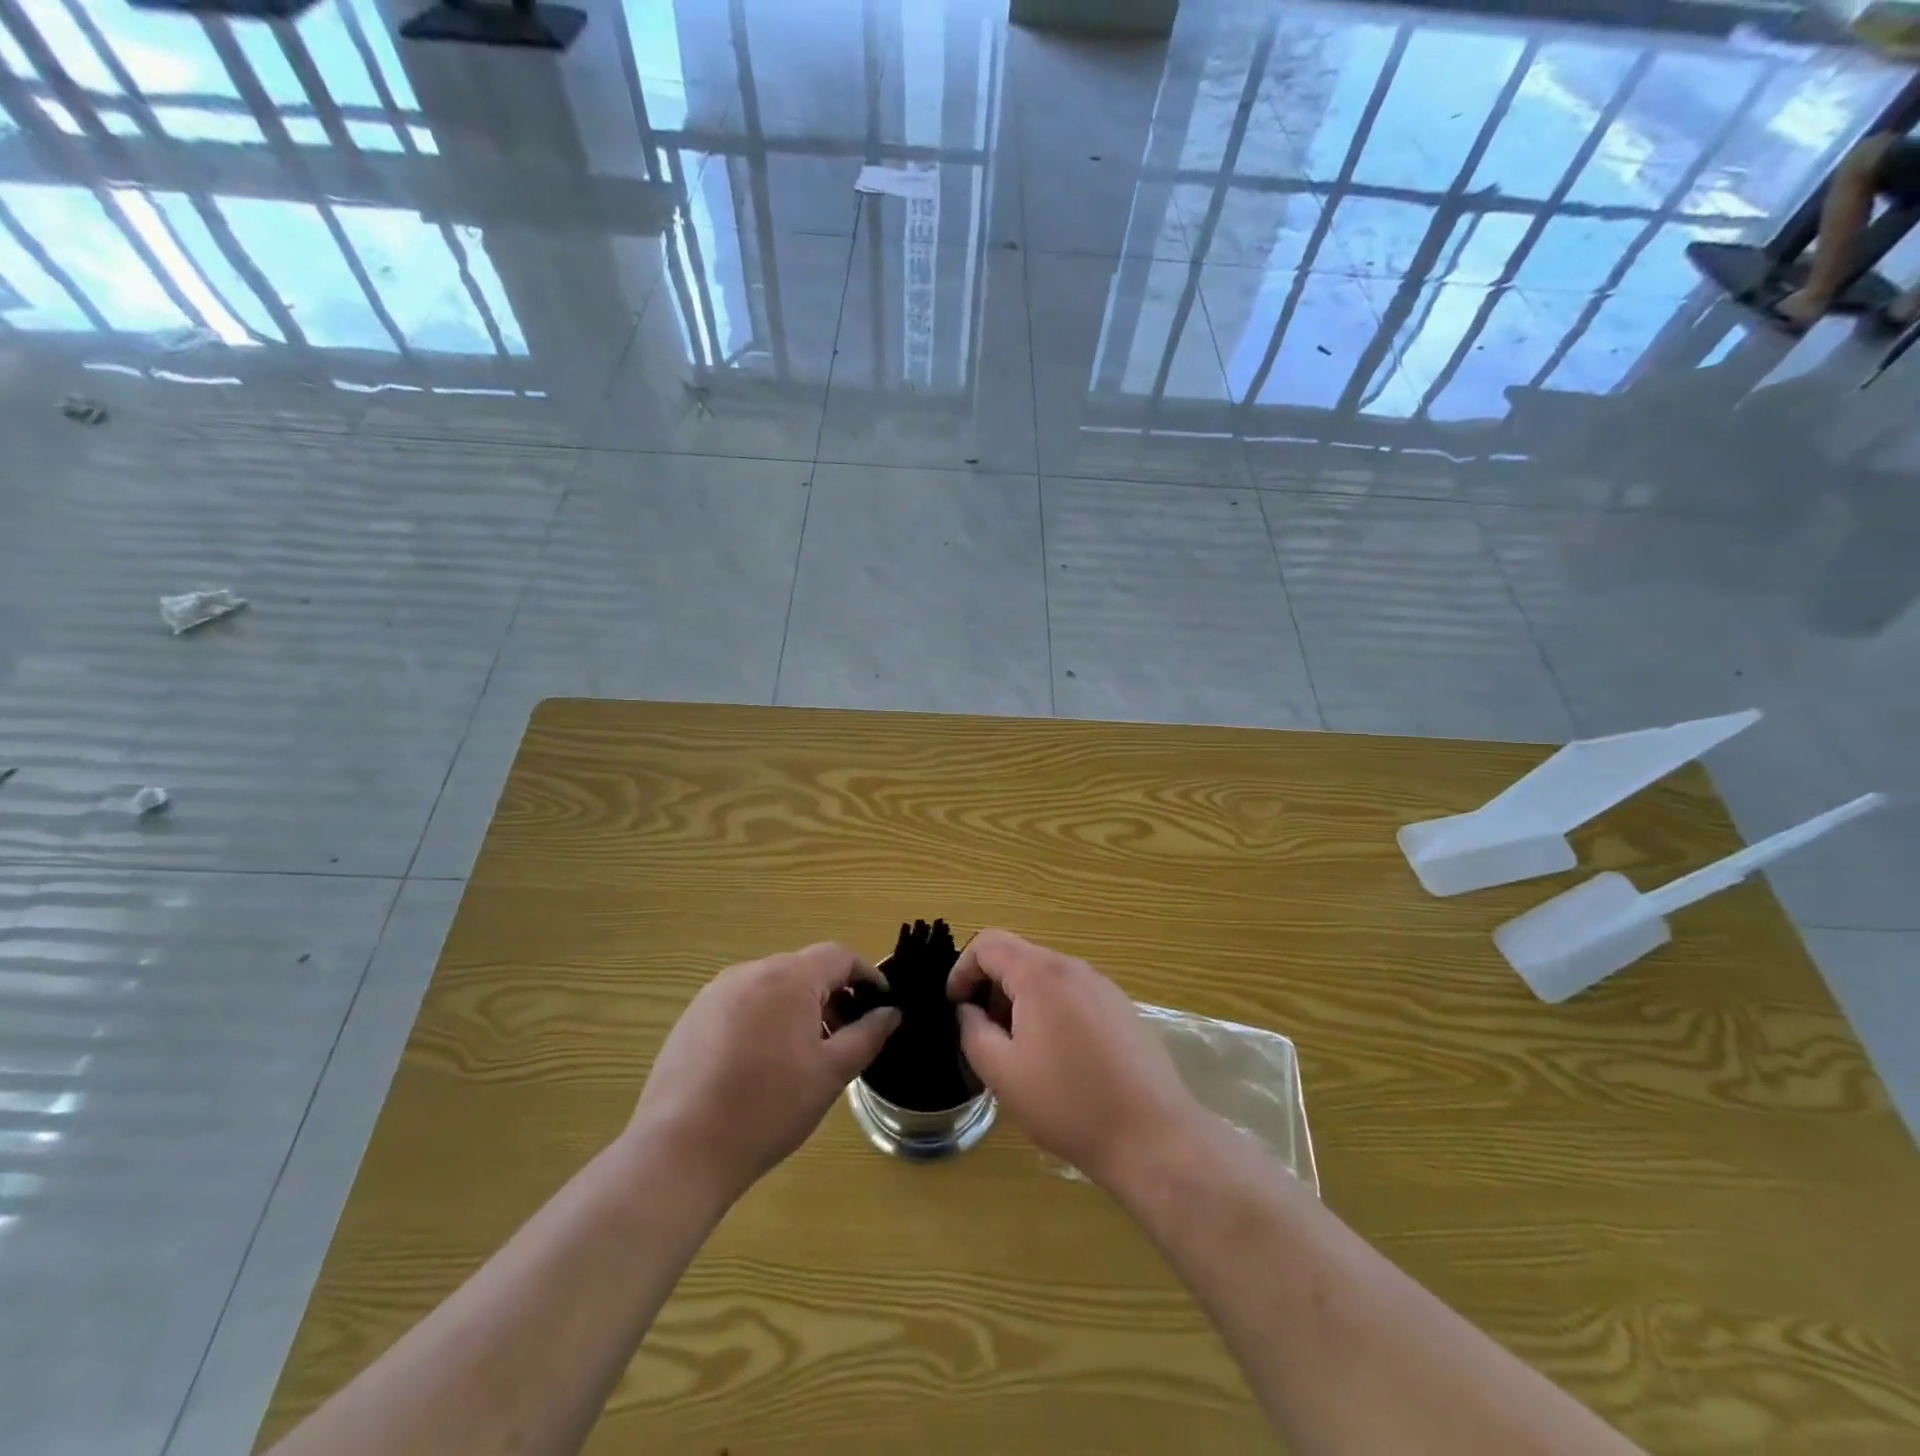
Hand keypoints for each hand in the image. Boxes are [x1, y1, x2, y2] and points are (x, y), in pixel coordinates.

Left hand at [627, 943, 900, 1203]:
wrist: (682, 1149)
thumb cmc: (769, 1107)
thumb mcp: (831, 1073)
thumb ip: (867, 1035)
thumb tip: (891, 1012)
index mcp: (790, 977)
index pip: (839, 955)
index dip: (866, 975)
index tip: (880, 1004)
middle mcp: (752, 971)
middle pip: (804, 968)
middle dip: (831, 994)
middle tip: (844, 1036)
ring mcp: (716, 992)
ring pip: (772, 986)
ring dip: (797, 1007)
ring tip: (803, 1053)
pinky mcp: (692, 1016)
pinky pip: (741, 1003)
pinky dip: (763, 1019)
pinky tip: (760, 1063)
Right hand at [948, 929, 1202, 1188]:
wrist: (1152, 1136)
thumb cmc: (1069, 1103)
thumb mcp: (1003, 1073)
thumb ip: (973, 1032)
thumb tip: (967, 1010)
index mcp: (1040, 974)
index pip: (988, 943)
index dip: (962, 970)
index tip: (955, 1008)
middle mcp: (1073, 967)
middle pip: (1018, 957)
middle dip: (992, 988)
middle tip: (985, 1035)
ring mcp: (1102, 986)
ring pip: (1046, 977)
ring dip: (1021, 1002)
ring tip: (1019, 1052)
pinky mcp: (1121, 1008)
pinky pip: (1072, 994)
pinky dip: (1051, 1011)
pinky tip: (1058, 1059)